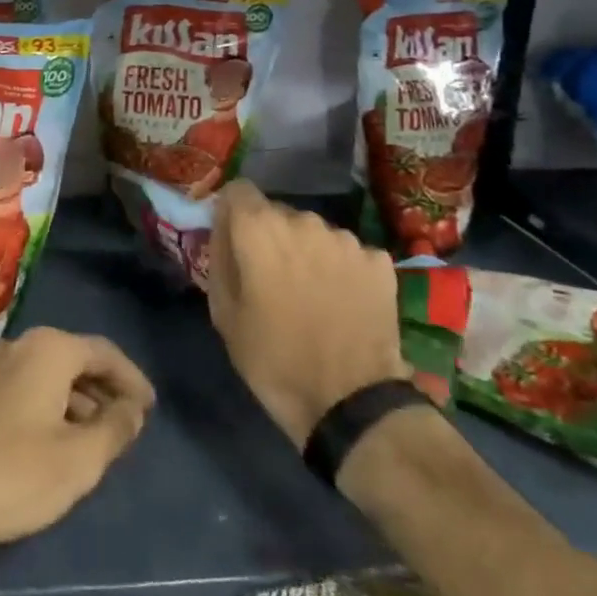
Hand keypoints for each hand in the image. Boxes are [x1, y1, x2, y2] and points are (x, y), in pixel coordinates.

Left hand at [0, 326, 154, 558]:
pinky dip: (49, 405)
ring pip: (47, 374)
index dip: (131, 379)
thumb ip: (115, 429)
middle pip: (74, 358)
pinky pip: (24, 386)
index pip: (104, 352)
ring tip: (95, 438)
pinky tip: (53, 440)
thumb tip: (132, 408)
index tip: (150, 408)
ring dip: (76, 400)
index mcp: (49, 348)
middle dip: (104, 389)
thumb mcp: (78, 460)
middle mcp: (19, 344)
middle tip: (126, 423)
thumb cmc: (13, 473)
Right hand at [207, 180, 408, 447]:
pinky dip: (341, 269)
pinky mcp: (378, 261)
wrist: (352, 405)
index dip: (232, 214)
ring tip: (311, 294)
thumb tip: (223, 230)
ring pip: (314, 233)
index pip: (238, 191)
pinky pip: (347, 253)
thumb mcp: (224, 313)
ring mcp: (345, 239)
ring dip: (307, 252)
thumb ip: (219, 257)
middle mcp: (303, 220)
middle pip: (277, 213)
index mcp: (259, 228)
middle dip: (270, 237)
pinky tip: (342, 302)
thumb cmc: (274, 359)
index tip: (234, 242)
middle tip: (272, 279)